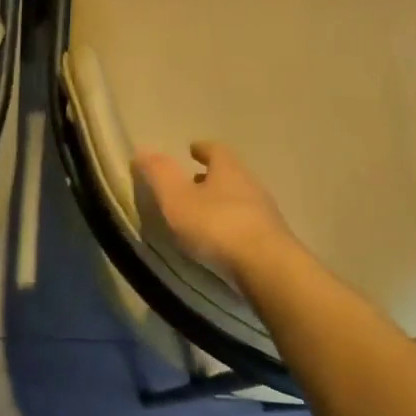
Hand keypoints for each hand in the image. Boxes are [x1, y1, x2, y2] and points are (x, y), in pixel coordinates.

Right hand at [132, 141, 294, 279]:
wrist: (267, 266)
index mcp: (228, 169)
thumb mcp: (177, 199)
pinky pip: (248, 224)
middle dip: (212, 176)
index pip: (216, 150)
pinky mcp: (273, 240)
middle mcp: (251, 185)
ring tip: (204, 214)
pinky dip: (232, 226)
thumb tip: (143, 151)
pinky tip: (221, 241)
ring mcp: (265, 213)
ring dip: (222, 202)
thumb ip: (159, 175)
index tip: (192, 149)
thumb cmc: (216, 225)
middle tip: (194, 181)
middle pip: (231, 174)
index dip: (203, 148)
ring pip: (240, 199)